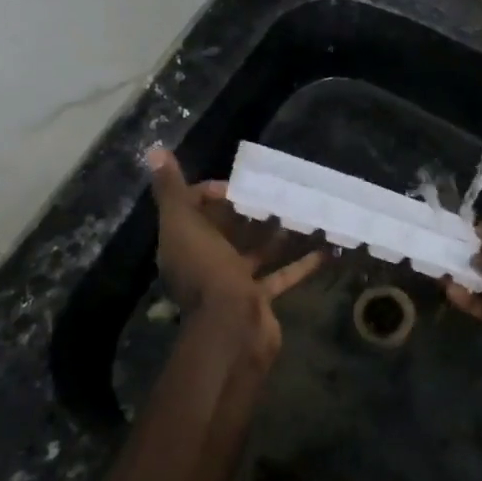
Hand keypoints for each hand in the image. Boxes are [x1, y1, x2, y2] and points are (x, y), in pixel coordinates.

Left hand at [145, 147, 322, 362]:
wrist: (232, 330)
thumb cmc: (207, 271)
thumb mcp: (183, 224)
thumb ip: (171, 191)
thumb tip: (156, 151)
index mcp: (184, 243)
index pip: (193, 209)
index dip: (212, 193)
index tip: (238, 187)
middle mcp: (206, 261)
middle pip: (228, 229)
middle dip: (252, 210)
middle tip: (280, 192)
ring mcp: (234, 281)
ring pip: (258, 250)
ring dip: (280, 233)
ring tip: (305, 210)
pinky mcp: (259, 297)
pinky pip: (282, 274)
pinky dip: (302, 263)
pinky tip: (326, 247)